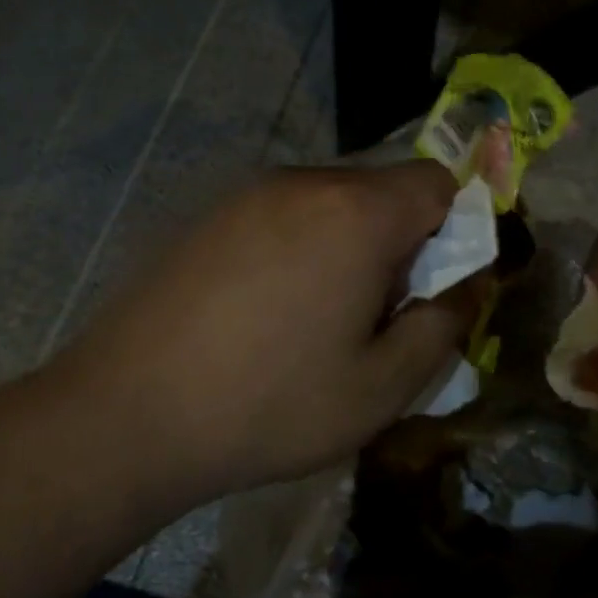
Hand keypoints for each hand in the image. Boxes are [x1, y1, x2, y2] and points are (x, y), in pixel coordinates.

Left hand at [51, 162, 479, 497]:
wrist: (127, 414)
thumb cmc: (270, 404)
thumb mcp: (381, 386)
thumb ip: (443, 326)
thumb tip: (469, 286)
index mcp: (356, 212)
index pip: (438, 182)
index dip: (456, 230)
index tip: (435, 288)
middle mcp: (303, 183)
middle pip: (383, 190)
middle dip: (401, 242)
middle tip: (376, 315)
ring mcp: (247, 194)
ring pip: (331, 203)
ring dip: (348, 246)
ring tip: (318, 319)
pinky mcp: (207, 216)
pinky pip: (281, 215)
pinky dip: (299, 248)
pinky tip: (265, 311)